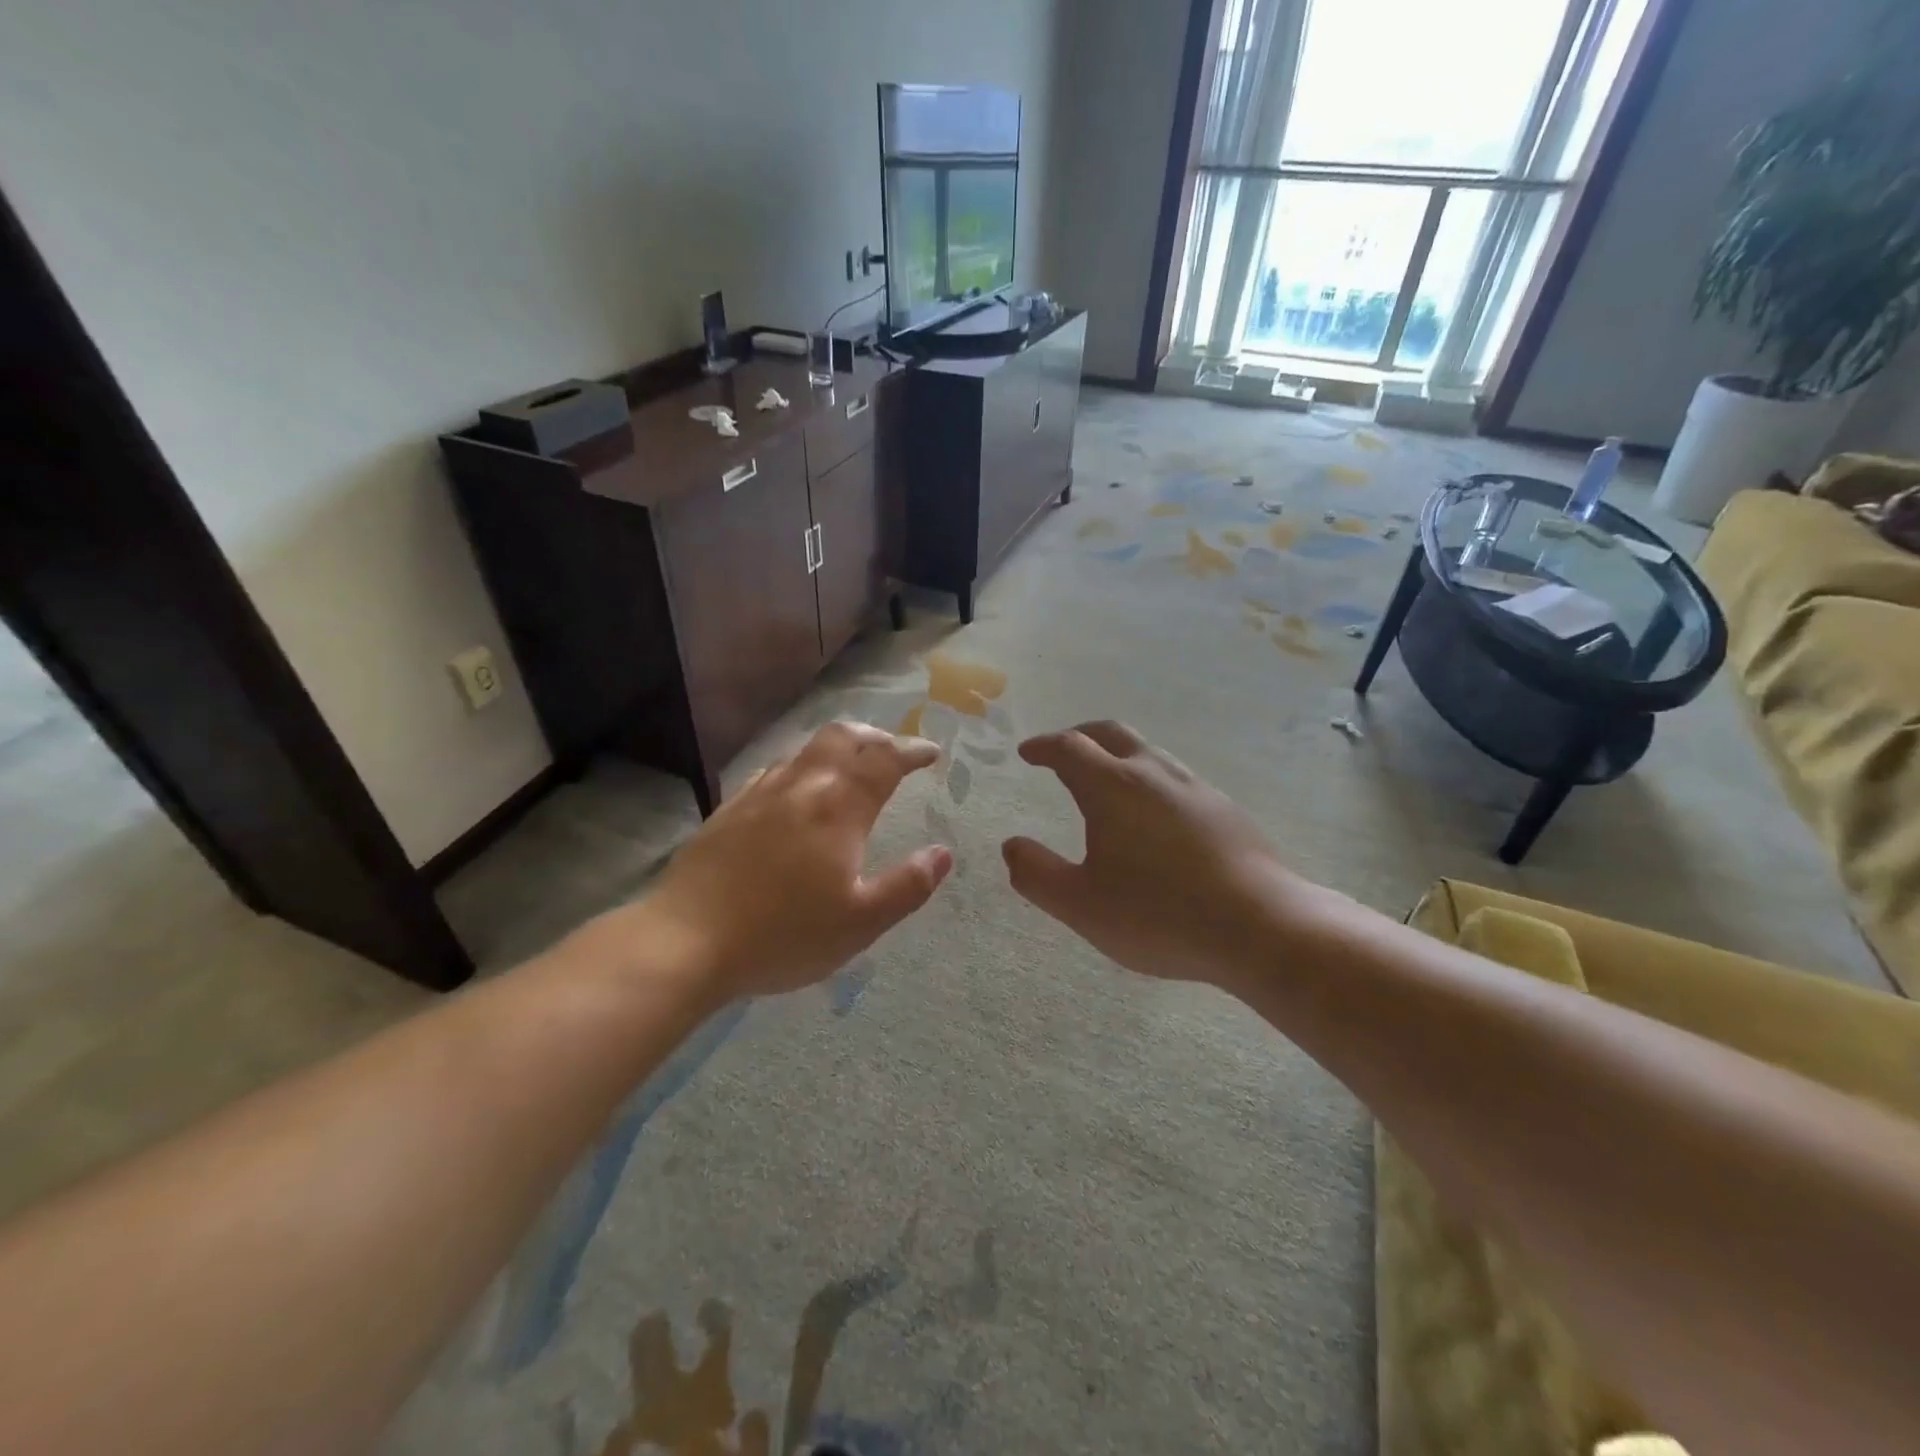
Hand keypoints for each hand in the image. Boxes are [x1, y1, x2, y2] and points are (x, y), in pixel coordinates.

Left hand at [638, 722, 952, 1000]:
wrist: (686, 940)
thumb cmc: (783, 934)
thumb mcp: (860, 922)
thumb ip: (908, 886)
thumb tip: (943, 853)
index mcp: (838, 808)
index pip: (884, 760)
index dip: (912, 751)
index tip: (930, 754)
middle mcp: (801, 786)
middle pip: (842, 737)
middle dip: (874, 737)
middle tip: (892, 751)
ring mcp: (759, 794)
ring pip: (805, 750)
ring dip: (837, 749)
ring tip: (850, 767)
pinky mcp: (728, 810)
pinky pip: (773, 771)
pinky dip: (800, 768)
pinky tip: (794, 792)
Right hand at [1001, 721, 1317, 989]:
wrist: (1260, 926)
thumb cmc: (1159, 915)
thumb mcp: (1081, 905)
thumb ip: (1037, 874)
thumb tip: (1011, 846)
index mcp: (1112, 787)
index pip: (1069, 748)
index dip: (1043, 747)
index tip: (1027, 753)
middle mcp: (1153, 773)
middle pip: (1111, 733)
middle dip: (1080, 736)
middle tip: (1061, 751)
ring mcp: (1194, 787)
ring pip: (1148, 752)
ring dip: (1118, 755)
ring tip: (1105, 781)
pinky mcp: (1224, 809)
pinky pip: (1175, 778)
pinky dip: (1149, 779)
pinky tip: (1154, 816)